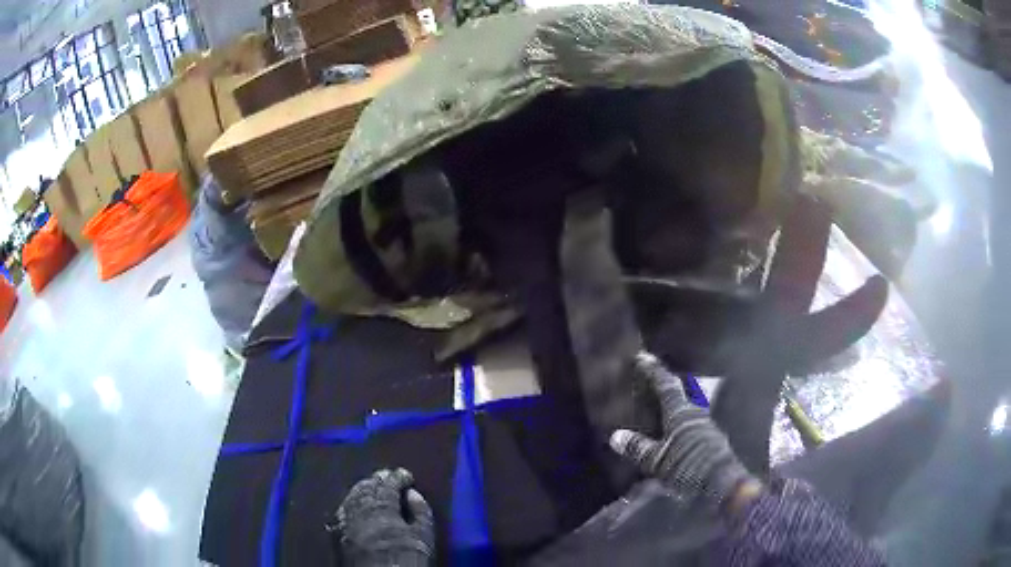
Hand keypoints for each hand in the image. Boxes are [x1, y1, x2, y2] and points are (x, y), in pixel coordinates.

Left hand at [331, 468, 434, 566]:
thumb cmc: (406, 557)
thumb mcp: (423, 536)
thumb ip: (421, 512)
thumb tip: (413, 493)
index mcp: (382, 506)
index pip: (389, 483)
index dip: (398, 477)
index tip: (407, 476)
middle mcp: (360, 507)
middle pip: (367, 487)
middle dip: (379, 480)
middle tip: (389, 477)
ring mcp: (346, 519)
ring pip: (352, 496)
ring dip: (363, 489)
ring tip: (372, 487)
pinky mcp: (337, 532)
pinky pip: (343, 510)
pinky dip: (350, 503)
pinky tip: (354, 505)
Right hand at [609, 352, 756, 511]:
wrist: (722, 483)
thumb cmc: (688, 466)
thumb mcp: (657, 460)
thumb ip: (638, 448)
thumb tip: (615, 436)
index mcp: (681, 412)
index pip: (666, 385)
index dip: (653, 371)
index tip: (642, 356)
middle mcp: (696, 413)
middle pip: (682, 392)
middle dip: (668, 385)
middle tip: (653, 380)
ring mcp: (706, 426)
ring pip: (689, 406)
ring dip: (677, 402)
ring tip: (662, 405)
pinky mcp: (711, 439)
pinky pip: (693, 422)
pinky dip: (682, 420)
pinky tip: (675, 431)